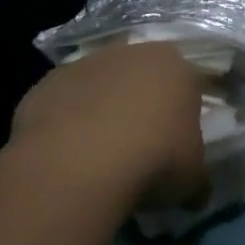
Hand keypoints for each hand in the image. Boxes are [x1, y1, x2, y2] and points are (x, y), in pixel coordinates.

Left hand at [12, 42, 209, 212]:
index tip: (181, 141)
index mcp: (175, 66)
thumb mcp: (193, 179)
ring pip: (101, 84)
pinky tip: (68, 154)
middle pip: (142, 76)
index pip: (189, 83)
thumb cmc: (154, 160)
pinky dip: (68, 121)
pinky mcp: (48, 82)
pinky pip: (65, 101)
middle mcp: (132, 52)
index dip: (187, 112)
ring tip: (100, 153)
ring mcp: (85, 63)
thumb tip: (196, 192)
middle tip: (142, 145)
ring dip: (102, 109)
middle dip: (142, 103)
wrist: (80, 162)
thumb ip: (197, 177)